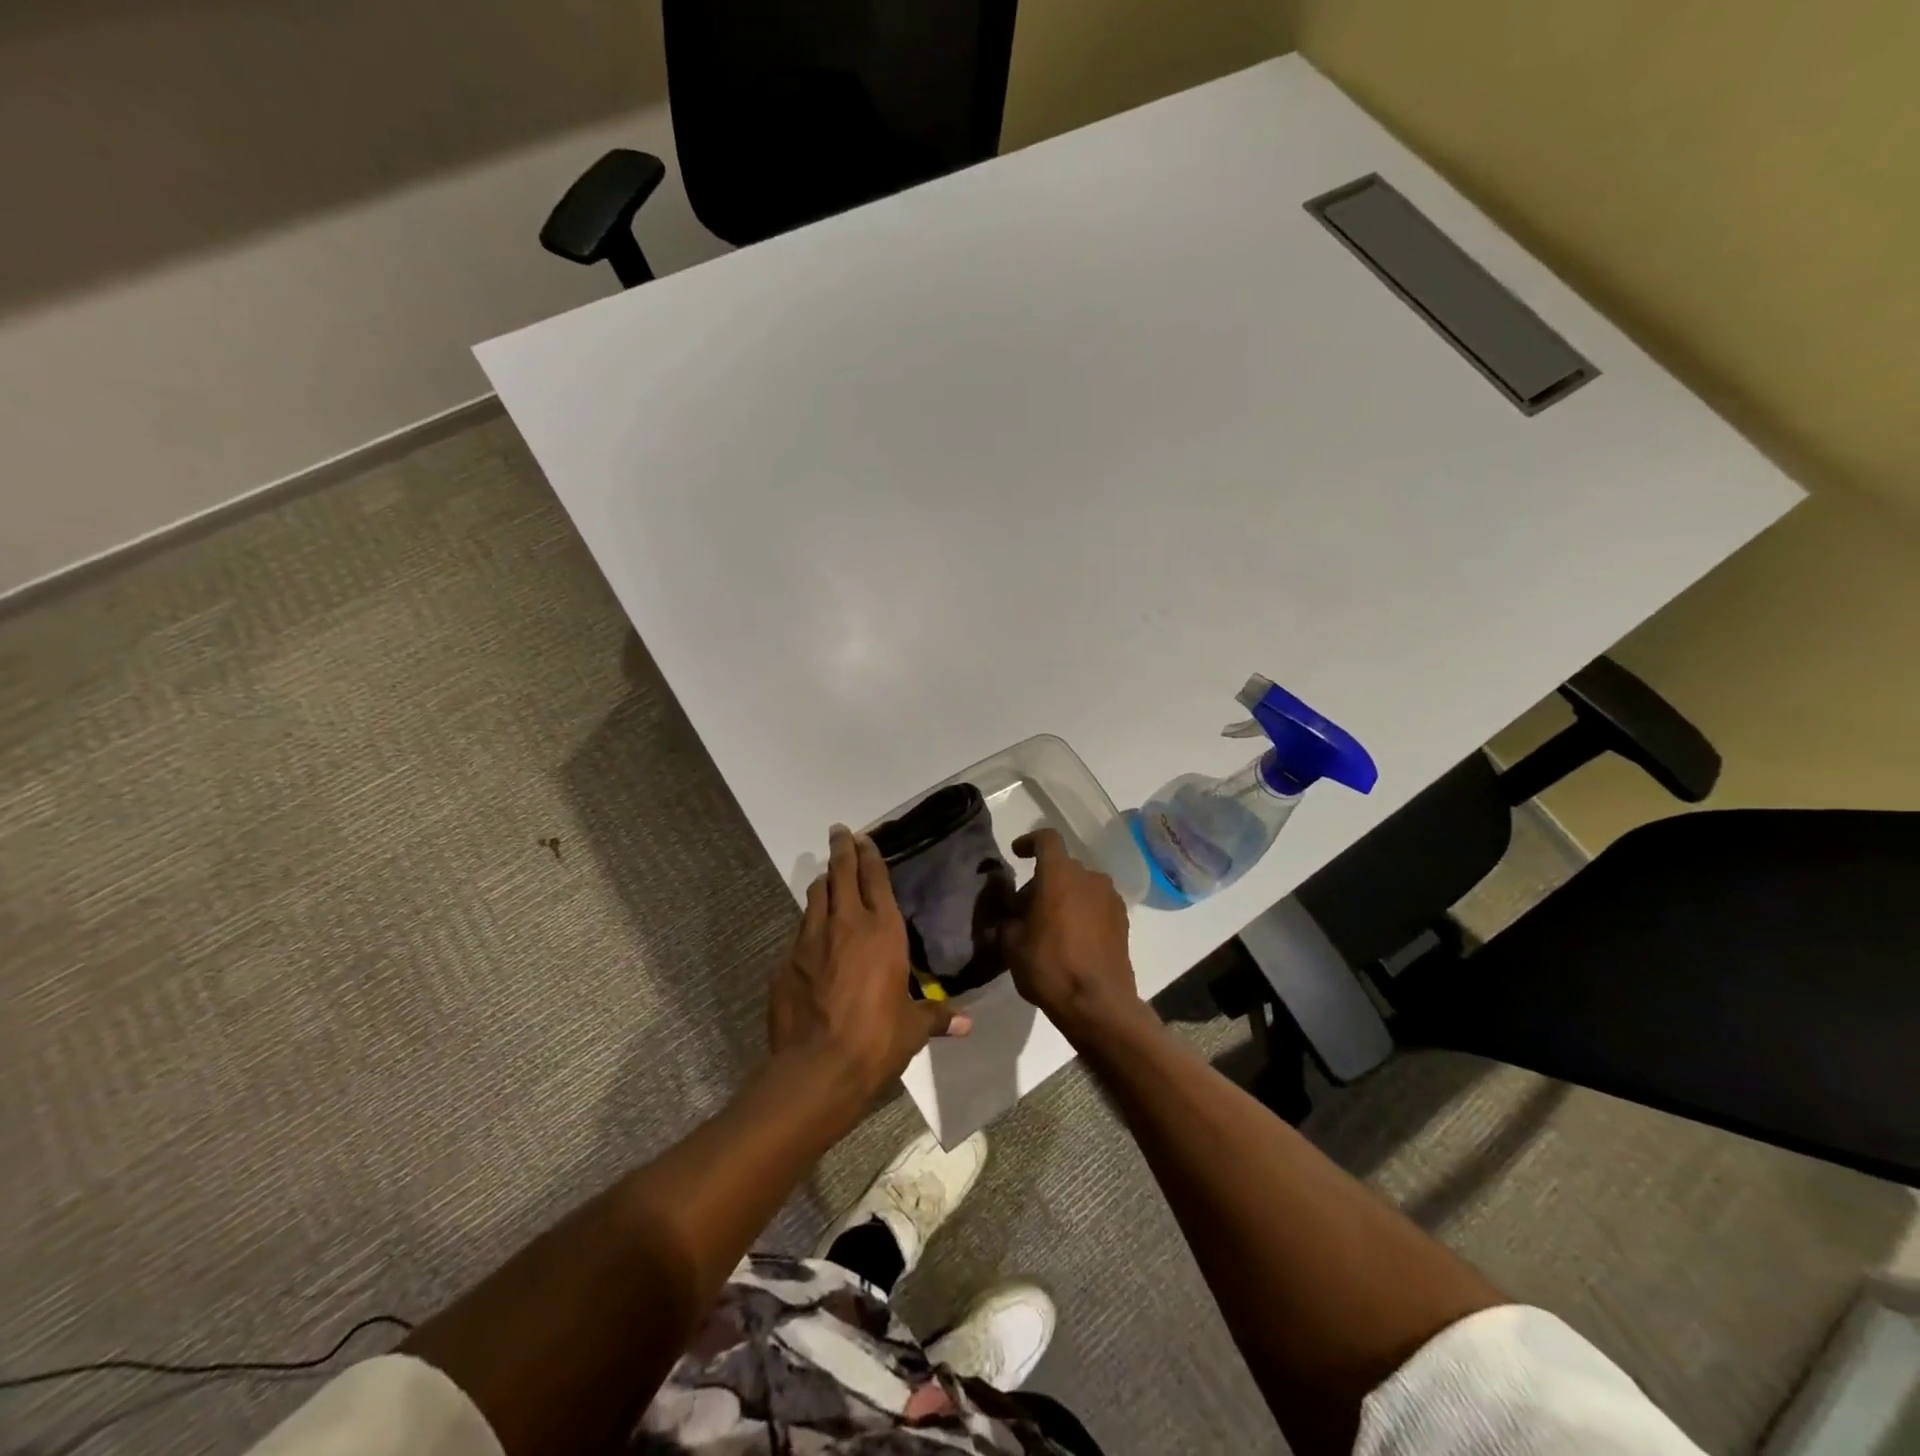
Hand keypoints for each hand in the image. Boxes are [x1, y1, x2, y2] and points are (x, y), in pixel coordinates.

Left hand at [769, 826, 970, 1100]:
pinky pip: (799, 933)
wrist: (817, 1068)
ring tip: (826, 877)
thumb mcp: (912, 1029)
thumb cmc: (876, 1041)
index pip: (874, 879)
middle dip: (841, 849)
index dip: (869, 855)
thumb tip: (967, 1024)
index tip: (864, 837)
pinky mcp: (785, 962)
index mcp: (882, 932)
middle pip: (840, 874)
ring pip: (815, 897)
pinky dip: (808, 927)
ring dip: (823, 883)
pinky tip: (811, 938)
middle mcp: (845, 925)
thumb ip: (937, 1017)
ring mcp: (810, 941)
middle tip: (839, 832)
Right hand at [998, 828, 1139, 1037]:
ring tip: (1047, 926)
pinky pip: (1096, 905)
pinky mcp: (1123, 921)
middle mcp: (1089, 877)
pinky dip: (1081, 912)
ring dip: (1063, 897)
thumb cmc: (1050, 967)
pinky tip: (1070, 939)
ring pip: (1080, 886)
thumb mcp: (1012, 945)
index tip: (1017, 853)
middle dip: (1041, 882)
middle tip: (1023, 910)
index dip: (1029, 841)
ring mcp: (1110, 898)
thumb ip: (1005, 921)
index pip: (1046, 839)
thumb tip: (1007, 917)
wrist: (1098, 1004)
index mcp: (1059, 874)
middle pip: (1061, 867)